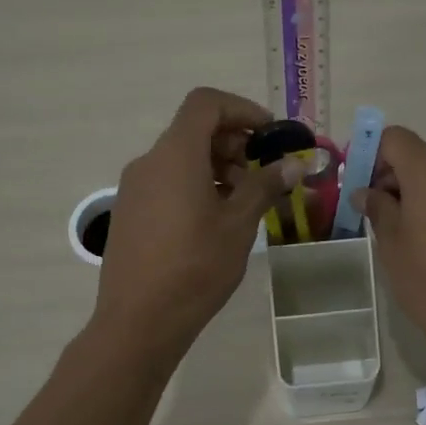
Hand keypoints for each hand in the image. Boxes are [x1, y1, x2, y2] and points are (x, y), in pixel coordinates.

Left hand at [93, 88, 303, 369]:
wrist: (138, 321)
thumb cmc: (195, 267)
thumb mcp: (239, 225)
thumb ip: (266, 185)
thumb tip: (295, 163)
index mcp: (175, 155)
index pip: (206, 103)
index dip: (242, 109)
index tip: (270, 136)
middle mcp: (149, 162)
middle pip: (194, 129)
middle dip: (234, 142)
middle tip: (264, 173)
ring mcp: (134, 187)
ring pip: (181, 157)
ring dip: (217, 166)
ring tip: (245, 201)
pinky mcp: (130, 211)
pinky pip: (167, 181)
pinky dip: (195, 184)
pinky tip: (215, 219)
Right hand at [358, 127, 425, 375]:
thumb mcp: (391, 244)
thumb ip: (378, 208)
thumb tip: (367, 192)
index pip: (394, 138)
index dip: (371, 155)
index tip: (359, 187)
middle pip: (418, 156)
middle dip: (392, 177)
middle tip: (375, 215)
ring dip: (418, 193)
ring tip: (405, 235)